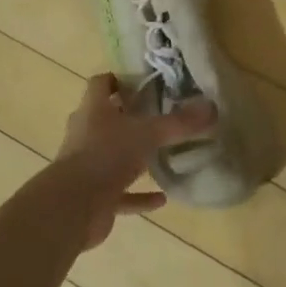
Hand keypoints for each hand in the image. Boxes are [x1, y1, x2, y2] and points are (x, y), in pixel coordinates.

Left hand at [52, 74, 216, 247]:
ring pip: (111, 155)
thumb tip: (212, 107)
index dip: (118, 80)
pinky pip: (120, 193)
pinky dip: (139, 195)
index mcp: (93, 109)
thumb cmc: (106, 155)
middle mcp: (85, 133)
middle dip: (128, 117)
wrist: (73, 207)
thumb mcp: (148, 134)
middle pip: (105, 118)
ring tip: (163, 155)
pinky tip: (162, 198)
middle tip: (158, 116)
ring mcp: (86, 165)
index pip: (100, 83)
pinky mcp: (93, 196)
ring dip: (133, 157)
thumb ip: (180, 123)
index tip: (143, 83)